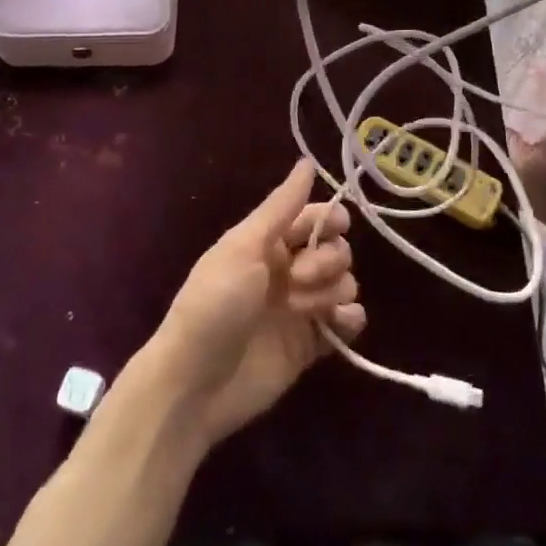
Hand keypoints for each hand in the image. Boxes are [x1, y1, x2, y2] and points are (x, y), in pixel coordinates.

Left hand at [140, 158, 365, 447]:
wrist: (195, 383)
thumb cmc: (214, 303)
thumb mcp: (243, 246)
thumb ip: (281, 206)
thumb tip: (307, 161)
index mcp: (268, 242)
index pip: (315, 218)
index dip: (330, 220)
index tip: (334, 228)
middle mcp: (288, 270)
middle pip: (336, 249)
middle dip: (328, 258)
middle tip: (300, 277)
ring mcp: (302, 308)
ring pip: (345, 283)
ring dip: (334, 290)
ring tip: (303, 309)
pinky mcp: (311, 344)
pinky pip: (347, 322)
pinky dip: (349, 319)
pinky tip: (336, 324)